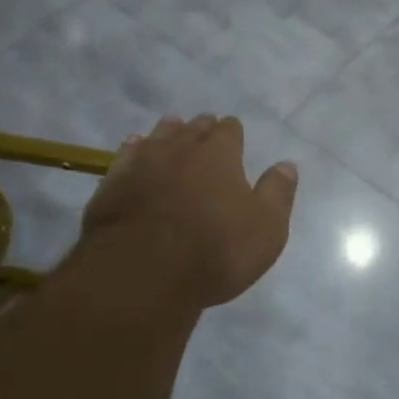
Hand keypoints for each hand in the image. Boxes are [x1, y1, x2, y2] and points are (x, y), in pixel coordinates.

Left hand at [80, 115, 297, 308]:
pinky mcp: (112, 182)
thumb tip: (286, 165)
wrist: (143, 272)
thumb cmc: (215, 251)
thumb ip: (277, 193)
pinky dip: (134, 150)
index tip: (234, 142)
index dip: (233, 134)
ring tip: (172, 136)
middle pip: (193, 126)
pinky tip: (135, 151)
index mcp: (219, 153)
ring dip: (168, 134)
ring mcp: (142, 161)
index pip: (229, 129)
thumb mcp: (266, 229)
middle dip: (201, 130)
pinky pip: (126, 154)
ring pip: (158, 135)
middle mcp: (180, 147)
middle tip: (205, 138)